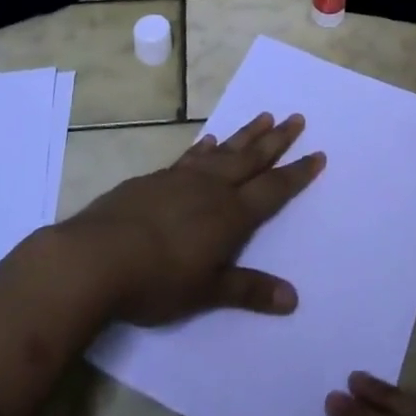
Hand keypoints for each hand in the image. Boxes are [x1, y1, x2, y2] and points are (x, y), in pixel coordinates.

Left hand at [63, 111, 324, 326]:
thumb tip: (292, 298)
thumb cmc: (158, 280)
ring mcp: (183, 178)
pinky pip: (192, 156)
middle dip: (277, 140)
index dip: (297, 174)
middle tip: (297, 118)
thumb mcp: (207, 292)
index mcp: (231, 215)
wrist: (98, 256)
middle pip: (252, 159)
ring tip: (265, 116)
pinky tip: (210, 140)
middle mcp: (212, 188)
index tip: (317, 154)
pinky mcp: (156, 178)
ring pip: (224, 151)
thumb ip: (248, 290)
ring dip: (246, 135)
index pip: (273, 190)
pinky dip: (206, 147)